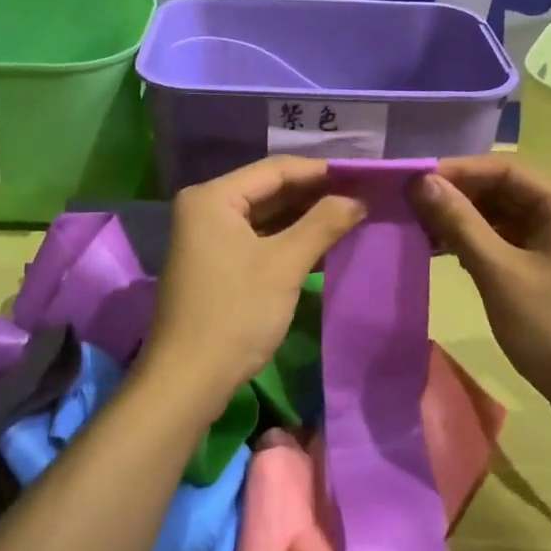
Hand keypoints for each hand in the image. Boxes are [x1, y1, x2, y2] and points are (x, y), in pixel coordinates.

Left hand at [141, 157, 365, 412]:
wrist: (187, 381)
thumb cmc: (235, 314)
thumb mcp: (285, 264)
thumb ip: (323, 224)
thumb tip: (358, 199)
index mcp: (213, 197)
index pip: (276, 169)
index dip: (322, 171)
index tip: (363, 176)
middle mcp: (205, 208)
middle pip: (269, 190)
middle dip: (315, 195)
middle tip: (362, 196)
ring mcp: (206, 237)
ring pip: (264, 216)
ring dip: (304, 218)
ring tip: (350, 217)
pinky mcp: (214, 263)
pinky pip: (256, 239)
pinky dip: (287, 240)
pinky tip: (322, 244)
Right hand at [412, 154, 550, 410]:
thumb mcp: (500, 273)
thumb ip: (460, 223)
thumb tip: (423, 182)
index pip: (507, 168)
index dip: (459, 170)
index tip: (416, 180)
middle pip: (509, 191)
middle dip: (461, 197)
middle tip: (414, 206)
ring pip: (511, 217)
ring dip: (470, 222)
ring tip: (425, 231)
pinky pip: (518, 242)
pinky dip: (486, 244)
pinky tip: (452, 254)